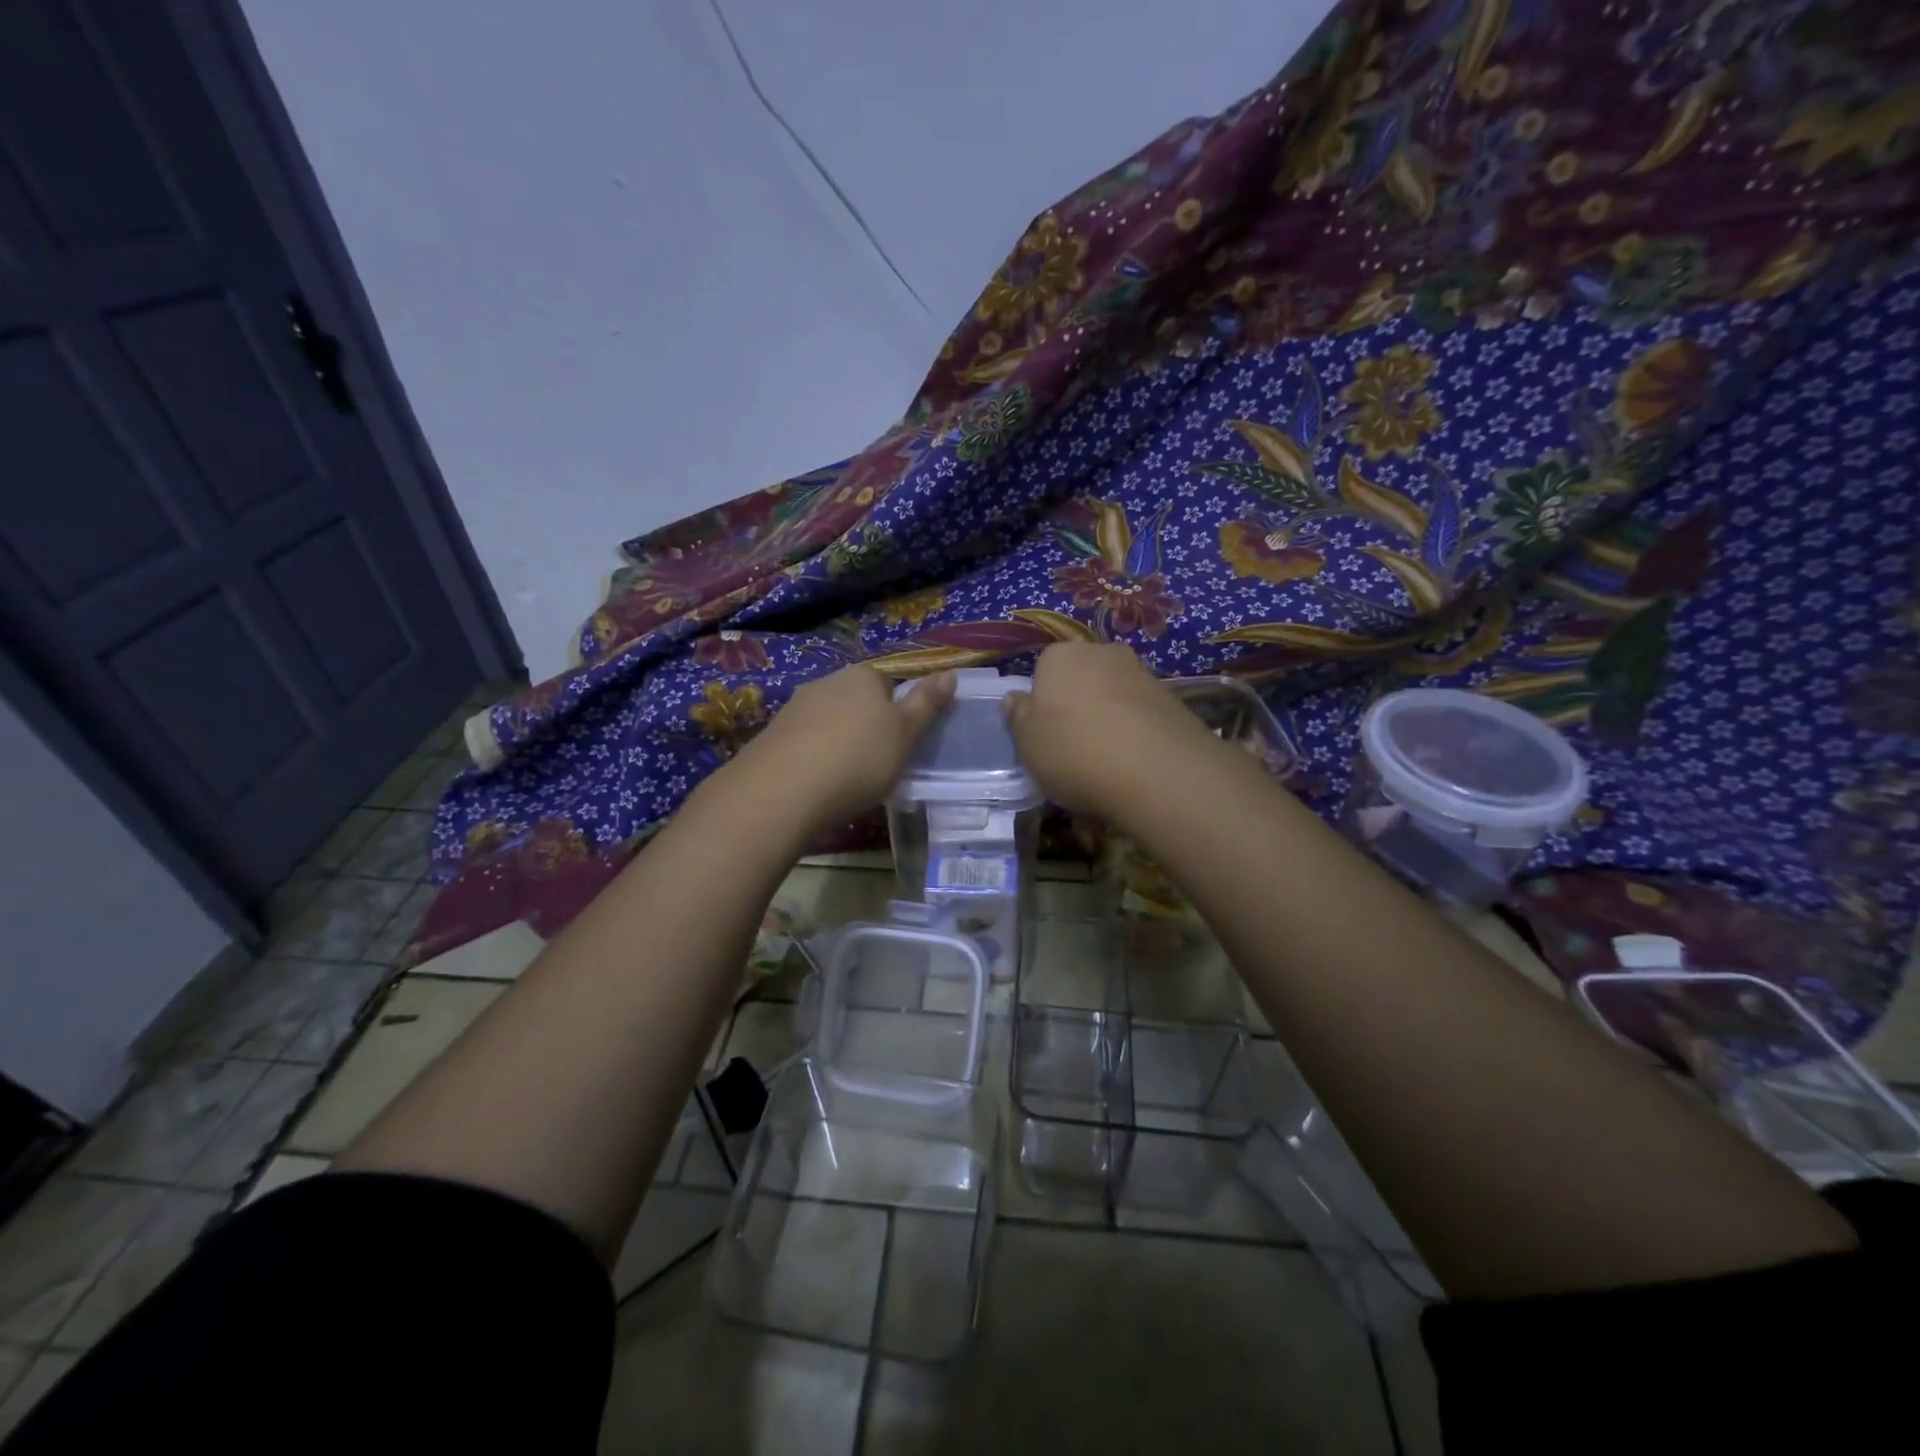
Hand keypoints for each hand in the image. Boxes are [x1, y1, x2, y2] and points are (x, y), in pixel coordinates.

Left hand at [738, 665, 955, 827]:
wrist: (783, 790)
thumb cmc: (859, 759)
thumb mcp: (905, 734)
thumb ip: (926, 704)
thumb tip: (950, 673)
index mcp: (863, 677)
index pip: (887, 682)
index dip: (897, 710)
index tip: (901, 741)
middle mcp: (826, 682)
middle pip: (855, 699)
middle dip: (866, 724)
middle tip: (878, 760)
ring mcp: (795, 708)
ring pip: (828, 720)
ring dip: (838, 740)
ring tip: (847, 776)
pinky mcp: (772, 736)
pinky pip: (804, 741)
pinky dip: (813, 756)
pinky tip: (818, 782)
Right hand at [1003, 643, 1218, 818]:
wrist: (1156, 771)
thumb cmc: (1073, 751)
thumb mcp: (1027, 742)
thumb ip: (1018, 717)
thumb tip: (1015, 698)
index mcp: (1060, 656)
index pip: (1043, 672)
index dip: (1042, 705)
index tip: (1045, 737)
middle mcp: (1102, 653)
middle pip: (1082, 680)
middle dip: (1078, 708)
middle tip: (1074, 750)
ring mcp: (1142, 674)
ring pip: (1114, 698)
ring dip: (1109, 722)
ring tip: (1107, 764)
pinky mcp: (1173, 700)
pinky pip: (1142, 716)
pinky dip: (1136, 735)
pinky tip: (1134, 766)